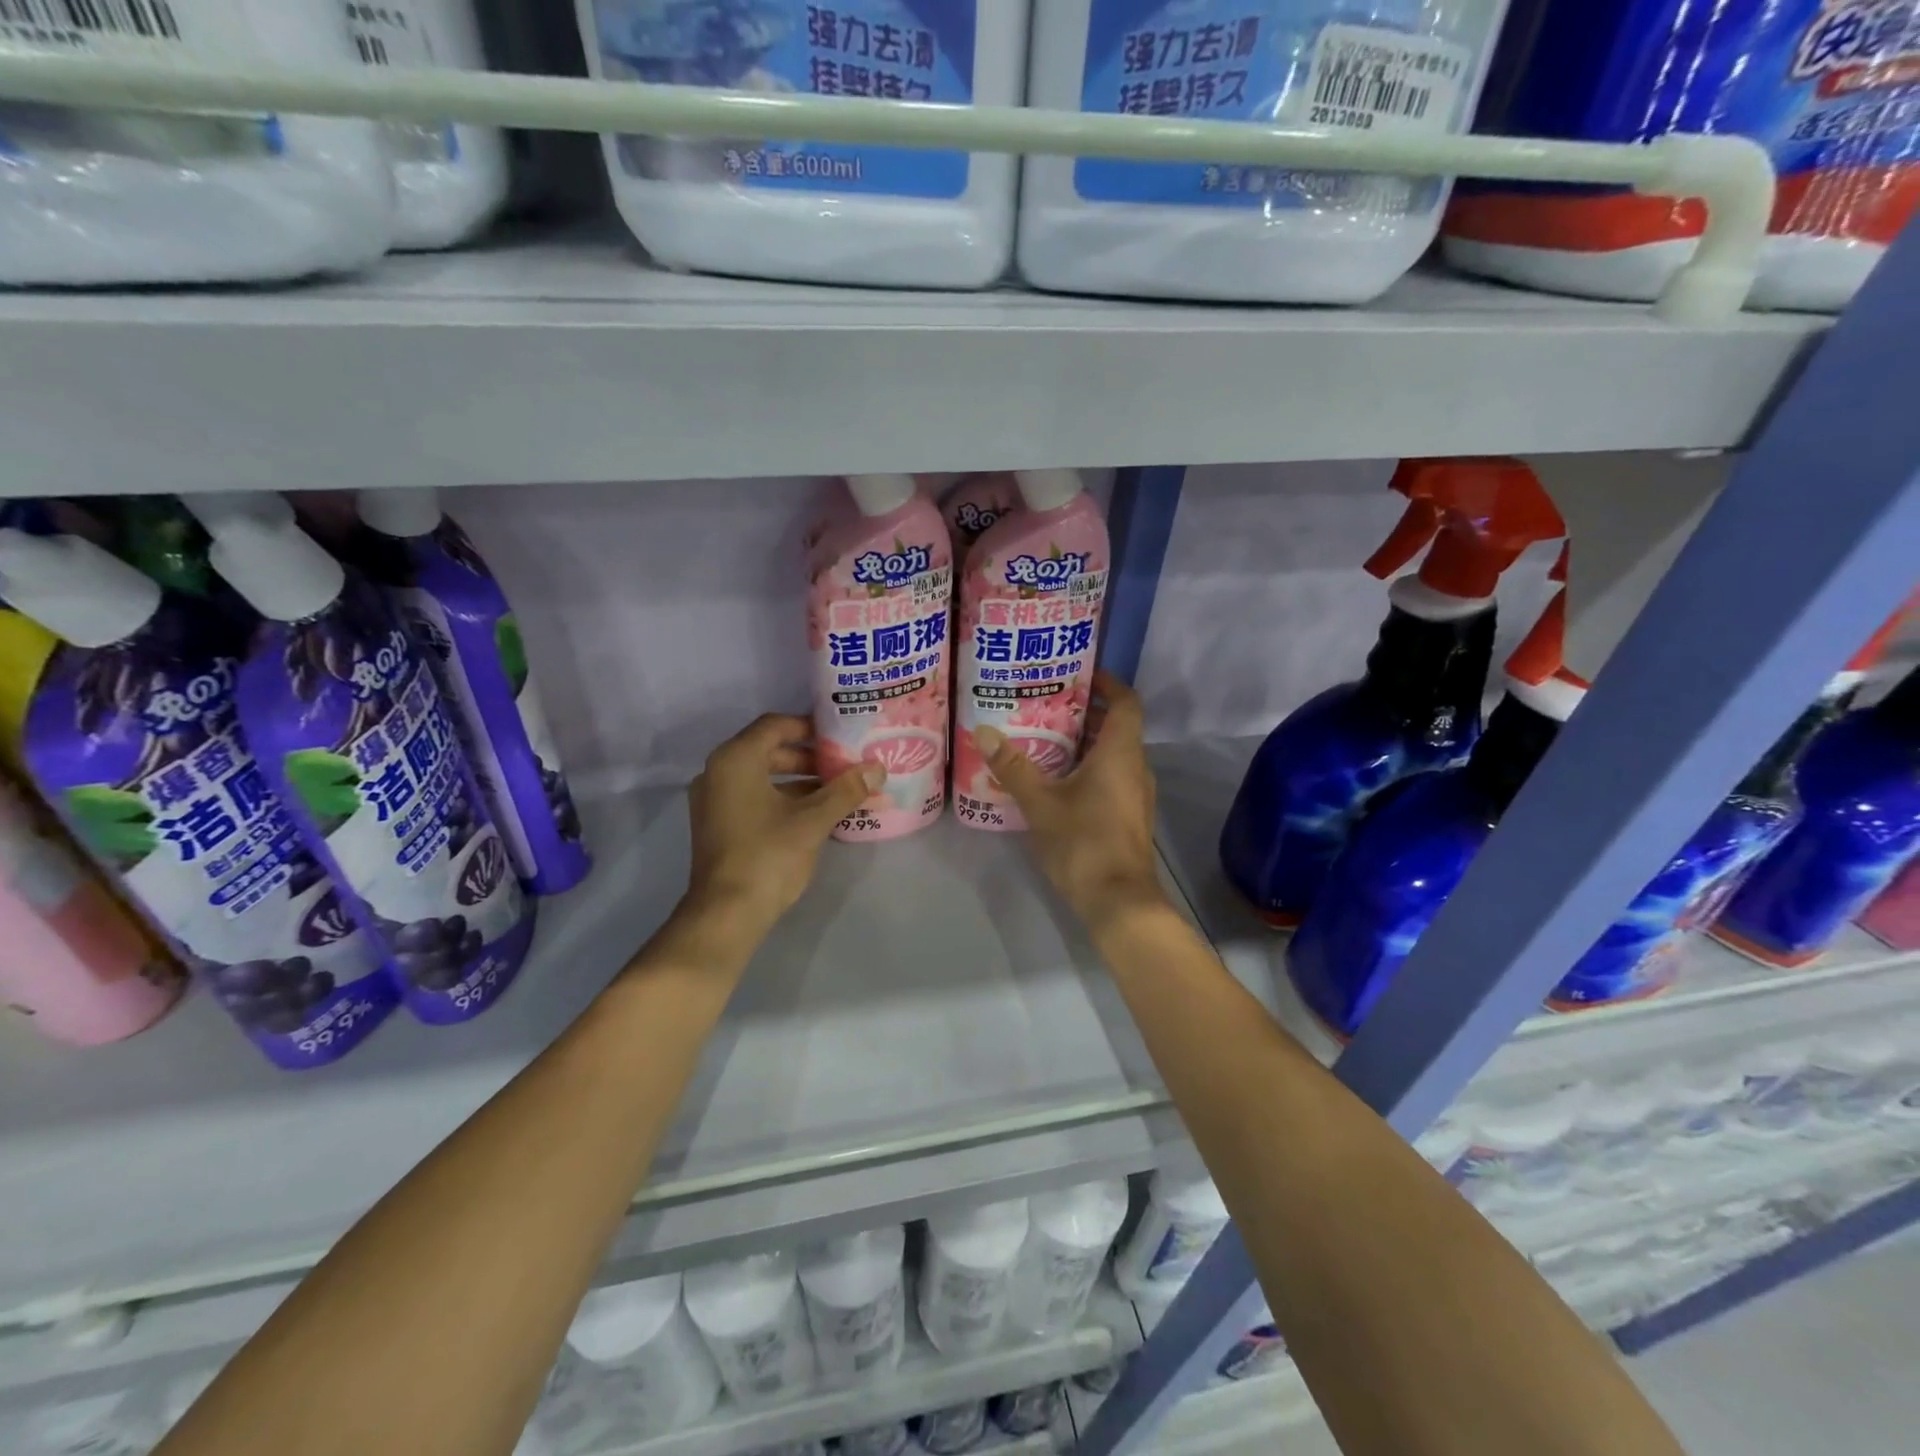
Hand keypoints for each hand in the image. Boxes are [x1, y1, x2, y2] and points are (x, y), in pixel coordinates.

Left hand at [686, 714, 882, 932]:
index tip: (841, 736)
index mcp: (735, 760)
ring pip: (762, 776)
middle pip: (769, 750)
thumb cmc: (768, 856)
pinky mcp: (718, 825)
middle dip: (809, 757)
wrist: (726, 914)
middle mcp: (718, 772)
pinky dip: (783, 799)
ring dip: (799, 780)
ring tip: (838, 790)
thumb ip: (846, 790)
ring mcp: (714, 800)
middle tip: (844, 765)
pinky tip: (815, 814)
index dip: (810, 727)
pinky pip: (753, 797)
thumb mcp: (813, 820)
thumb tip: (877, 768)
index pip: (775, 725)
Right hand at [973, 671, 1169, 929]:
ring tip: (1046, 736)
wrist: (1118, 901)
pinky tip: (1057, 778)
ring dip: (1086, 742)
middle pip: (1117, 726)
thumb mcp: (1040, 803)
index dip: (1108, 683)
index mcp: (1120, 753)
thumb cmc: (1083, 842)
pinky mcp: (1129, 816)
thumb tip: (984, 731)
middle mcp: (1136, 767)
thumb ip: (1013, 766)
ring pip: (1115, 754)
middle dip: (1086, 712)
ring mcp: (1136, 794)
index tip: (1079, 674)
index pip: (1126, 702)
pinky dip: (1090, 767)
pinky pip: (1112, 776)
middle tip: (1047, 703)